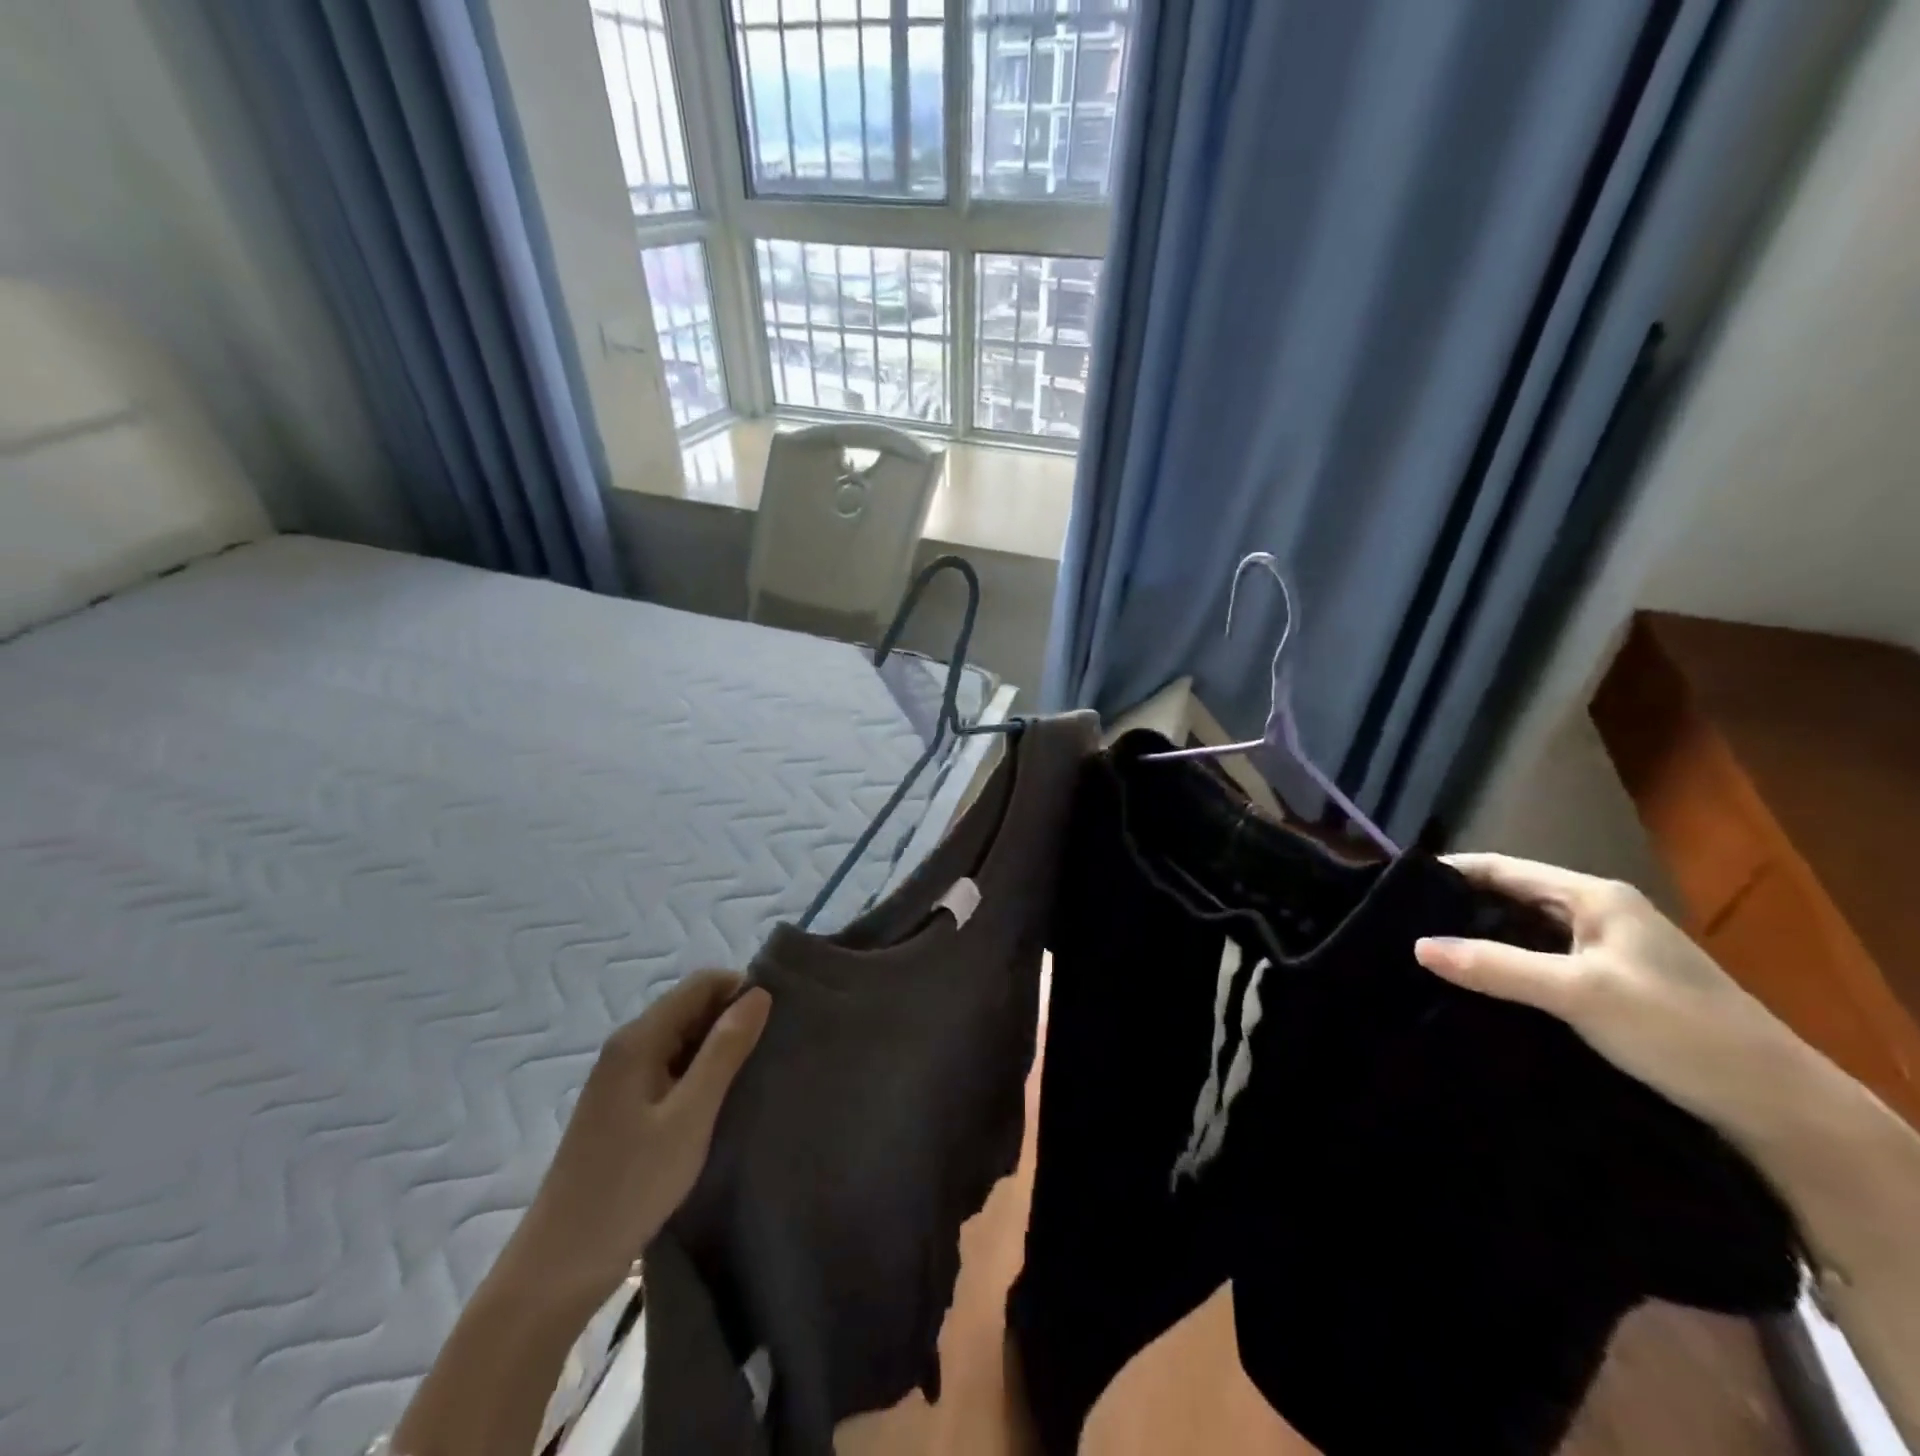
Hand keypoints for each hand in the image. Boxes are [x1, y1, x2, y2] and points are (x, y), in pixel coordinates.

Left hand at [507, 970, 771, 1295]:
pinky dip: (700, 1074)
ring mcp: (621, 1077)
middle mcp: (627, 1046)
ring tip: (755, 1075)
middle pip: (690, 1007)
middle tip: (773, 1049)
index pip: (702, 984)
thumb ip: (725, 1050)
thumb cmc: (631, 1185)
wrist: (560, 1266)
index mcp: (639, 1039)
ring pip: (682, 1039)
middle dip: (733, 1018)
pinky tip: (721, 1102)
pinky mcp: (622, 1106)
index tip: (778, 1019)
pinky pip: (670, 1068)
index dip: (742, 990)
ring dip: (719, 1048)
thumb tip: (758, 994)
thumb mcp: (690, 1116)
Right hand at [1413, 854, 1802, 1130]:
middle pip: (1510, 898)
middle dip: (1457, 908)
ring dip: (1479, 940)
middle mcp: (1599, 914)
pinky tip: (1474, 986)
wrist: (1777, 1107)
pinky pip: (1539, 963)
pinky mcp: (1609, 986)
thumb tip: (1417, 945)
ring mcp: (1606, 951)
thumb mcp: (1578, 994)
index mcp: (1594, 897)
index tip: (1393, 885)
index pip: (1502, 868)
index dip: (1448, 872)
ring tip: (1423, 954)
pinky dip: (1504, 967)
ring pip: (1524, 933)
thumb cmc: (1677, 1030)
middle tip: (1398, 924)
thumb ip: (1495, 966)